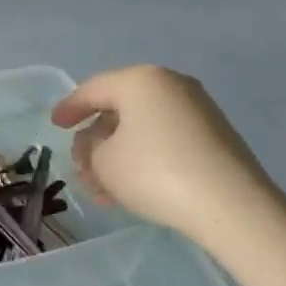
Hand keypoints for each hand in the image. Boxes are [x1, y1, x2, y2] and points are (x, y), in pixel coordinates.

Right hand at [50, 66, 281, 244]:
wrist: (231, 206)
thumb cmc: (154, 173)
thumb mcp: (103, 162)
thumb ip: (89, 149)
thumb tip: (97, 144)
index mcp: (140, 80)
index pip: (92, 89)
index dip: (69, 108)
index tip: (55, 125)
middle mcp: (170, 85)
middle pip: (119, 109)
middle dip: (95, 139)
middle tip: (80, 165)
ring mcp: (197, 110)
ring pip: (142, 128)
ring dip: (118, 155)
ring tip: (103, 189)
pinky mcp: (214, 137)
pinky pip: (165, 140)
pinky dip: (143, 158)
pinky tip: (132, 189)